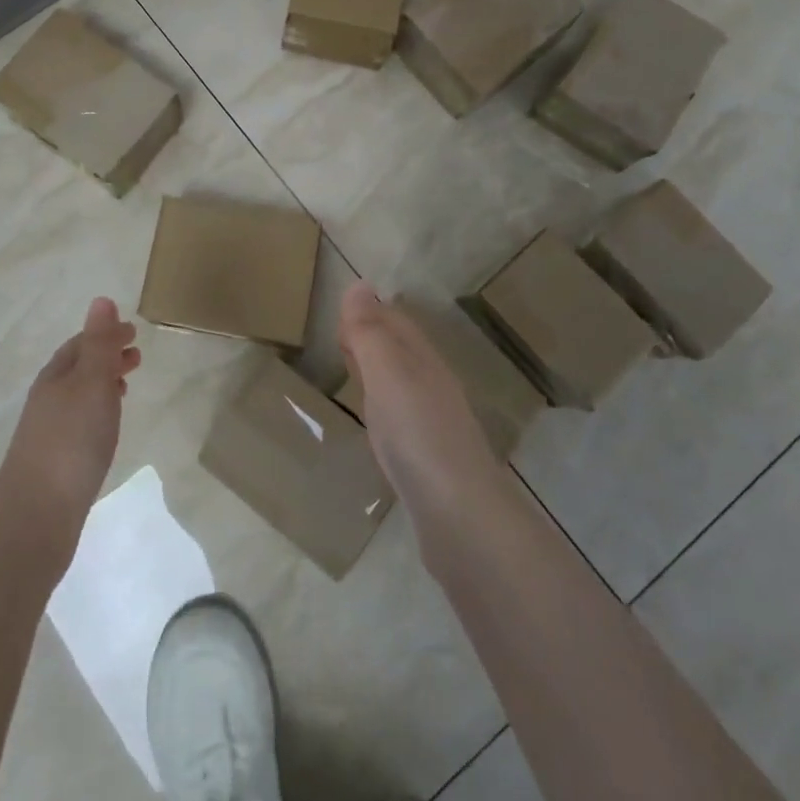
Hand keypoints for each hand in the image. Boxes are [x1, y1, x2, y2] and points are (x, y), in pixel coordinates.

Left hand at [0, 298, 140, 530]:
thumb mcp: (91, 383)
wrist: (36, 515)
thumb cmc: (71, 441)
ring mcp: (49, 431)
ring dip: (103, 384)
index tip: (134, 331)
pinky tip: (107, 428)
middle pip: (78, 367)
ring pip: (79, 396)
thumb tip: (101, 299)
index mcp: (56, 376)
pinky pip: (80, 421)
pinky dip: (98, 411)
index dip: (106, 334)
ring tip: (127, 387)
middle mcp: (49, 398)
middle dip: (106, 356)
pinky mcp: (55, 461)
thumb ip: (99, 343)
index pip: (82, 343)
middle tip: (137, 356)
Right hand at [338, 282, 509, 534]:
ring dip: (378, 372)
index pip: (396, 323)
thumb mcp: (387, 373)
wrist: (460, 516)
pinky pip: (402, 418)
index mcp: (423, 361)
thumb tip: (359, 284)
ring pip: (402, 384)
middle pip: (401, 351)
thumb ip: (370, 332)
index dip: (369, 313)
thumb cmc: (418, 434)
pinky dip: (384, 407)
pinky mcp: (429, 460)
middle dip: (374, 337)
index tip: (339, 313)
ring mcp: (434, 424)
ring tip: (352, 371)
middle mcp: (433, 386)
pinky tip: (376, 423)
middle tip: (340, 336)